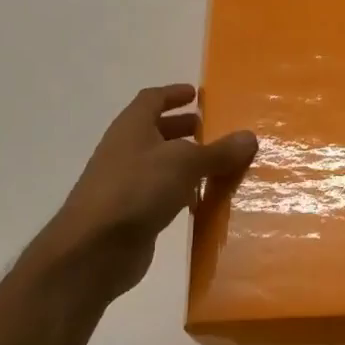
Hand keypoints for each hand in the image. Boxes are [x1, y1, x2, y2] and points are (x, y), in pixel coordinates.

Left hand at [21, 85, 257, 303]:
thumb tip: (250, 137)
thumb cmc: (137, 190)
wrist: (94, 250)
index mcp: (132, 127)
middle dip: (182, 128)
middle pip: (155, 131)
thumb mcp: (184, 163)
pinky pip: (162, 194)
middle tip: (212, 130)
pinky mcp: (132, 214)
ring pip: (160, 164)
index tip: (196, 94)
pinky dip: (182, 191)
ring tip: (217, 165)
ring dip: (186, 162)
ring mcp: (126, 184)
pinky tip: (203, 201)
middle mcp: (126, 151)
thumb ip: (217, 151)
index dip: (173, 94)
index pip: (152, 99)